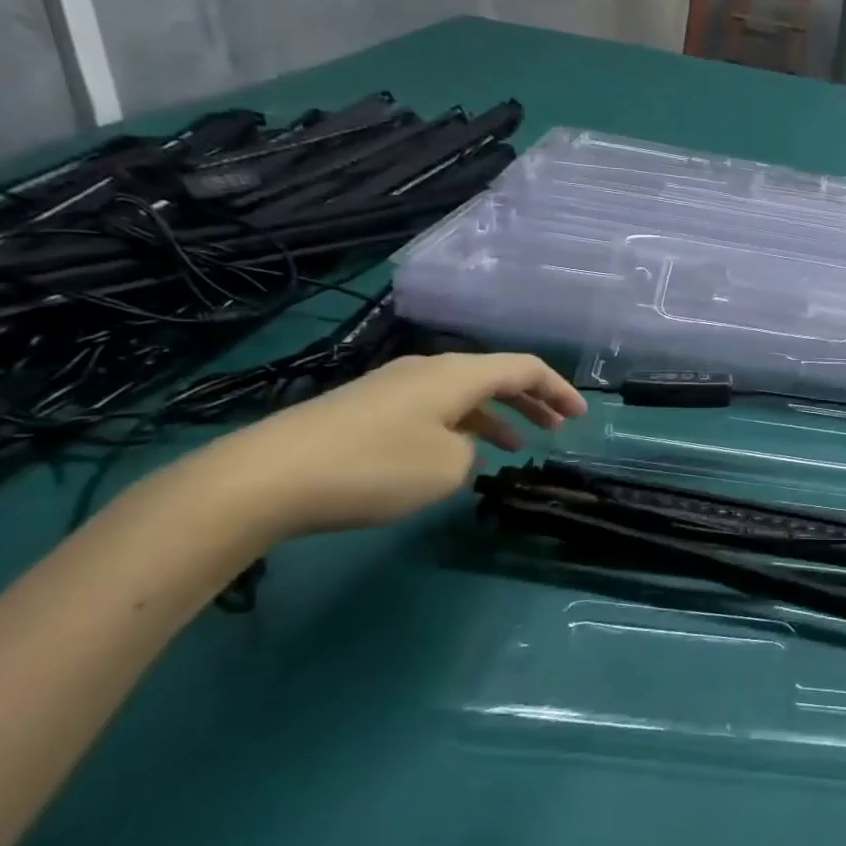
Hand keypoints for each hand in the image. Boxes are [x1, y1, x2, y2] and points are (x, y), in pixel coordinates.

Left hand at [172, 353, 585, 543]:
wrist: (264, 478)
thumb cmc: (373, 467)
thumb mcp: (447, 467)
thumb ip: (471, 451)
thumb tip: (457, 445)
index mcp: (457, 374)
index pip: (524, 367)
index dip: (558, 389)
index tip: (581, 415)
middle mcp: (428, 370)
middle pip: (495, 376)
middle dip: (532, 400)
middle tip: (557, 427)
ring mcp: (393, 388)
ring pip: (463, 394)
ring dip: (497, 415)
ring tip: (517, 445)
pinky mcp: (365, 410)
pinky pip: (433, 409)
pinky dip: (461, 426)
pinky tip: (458, 454)